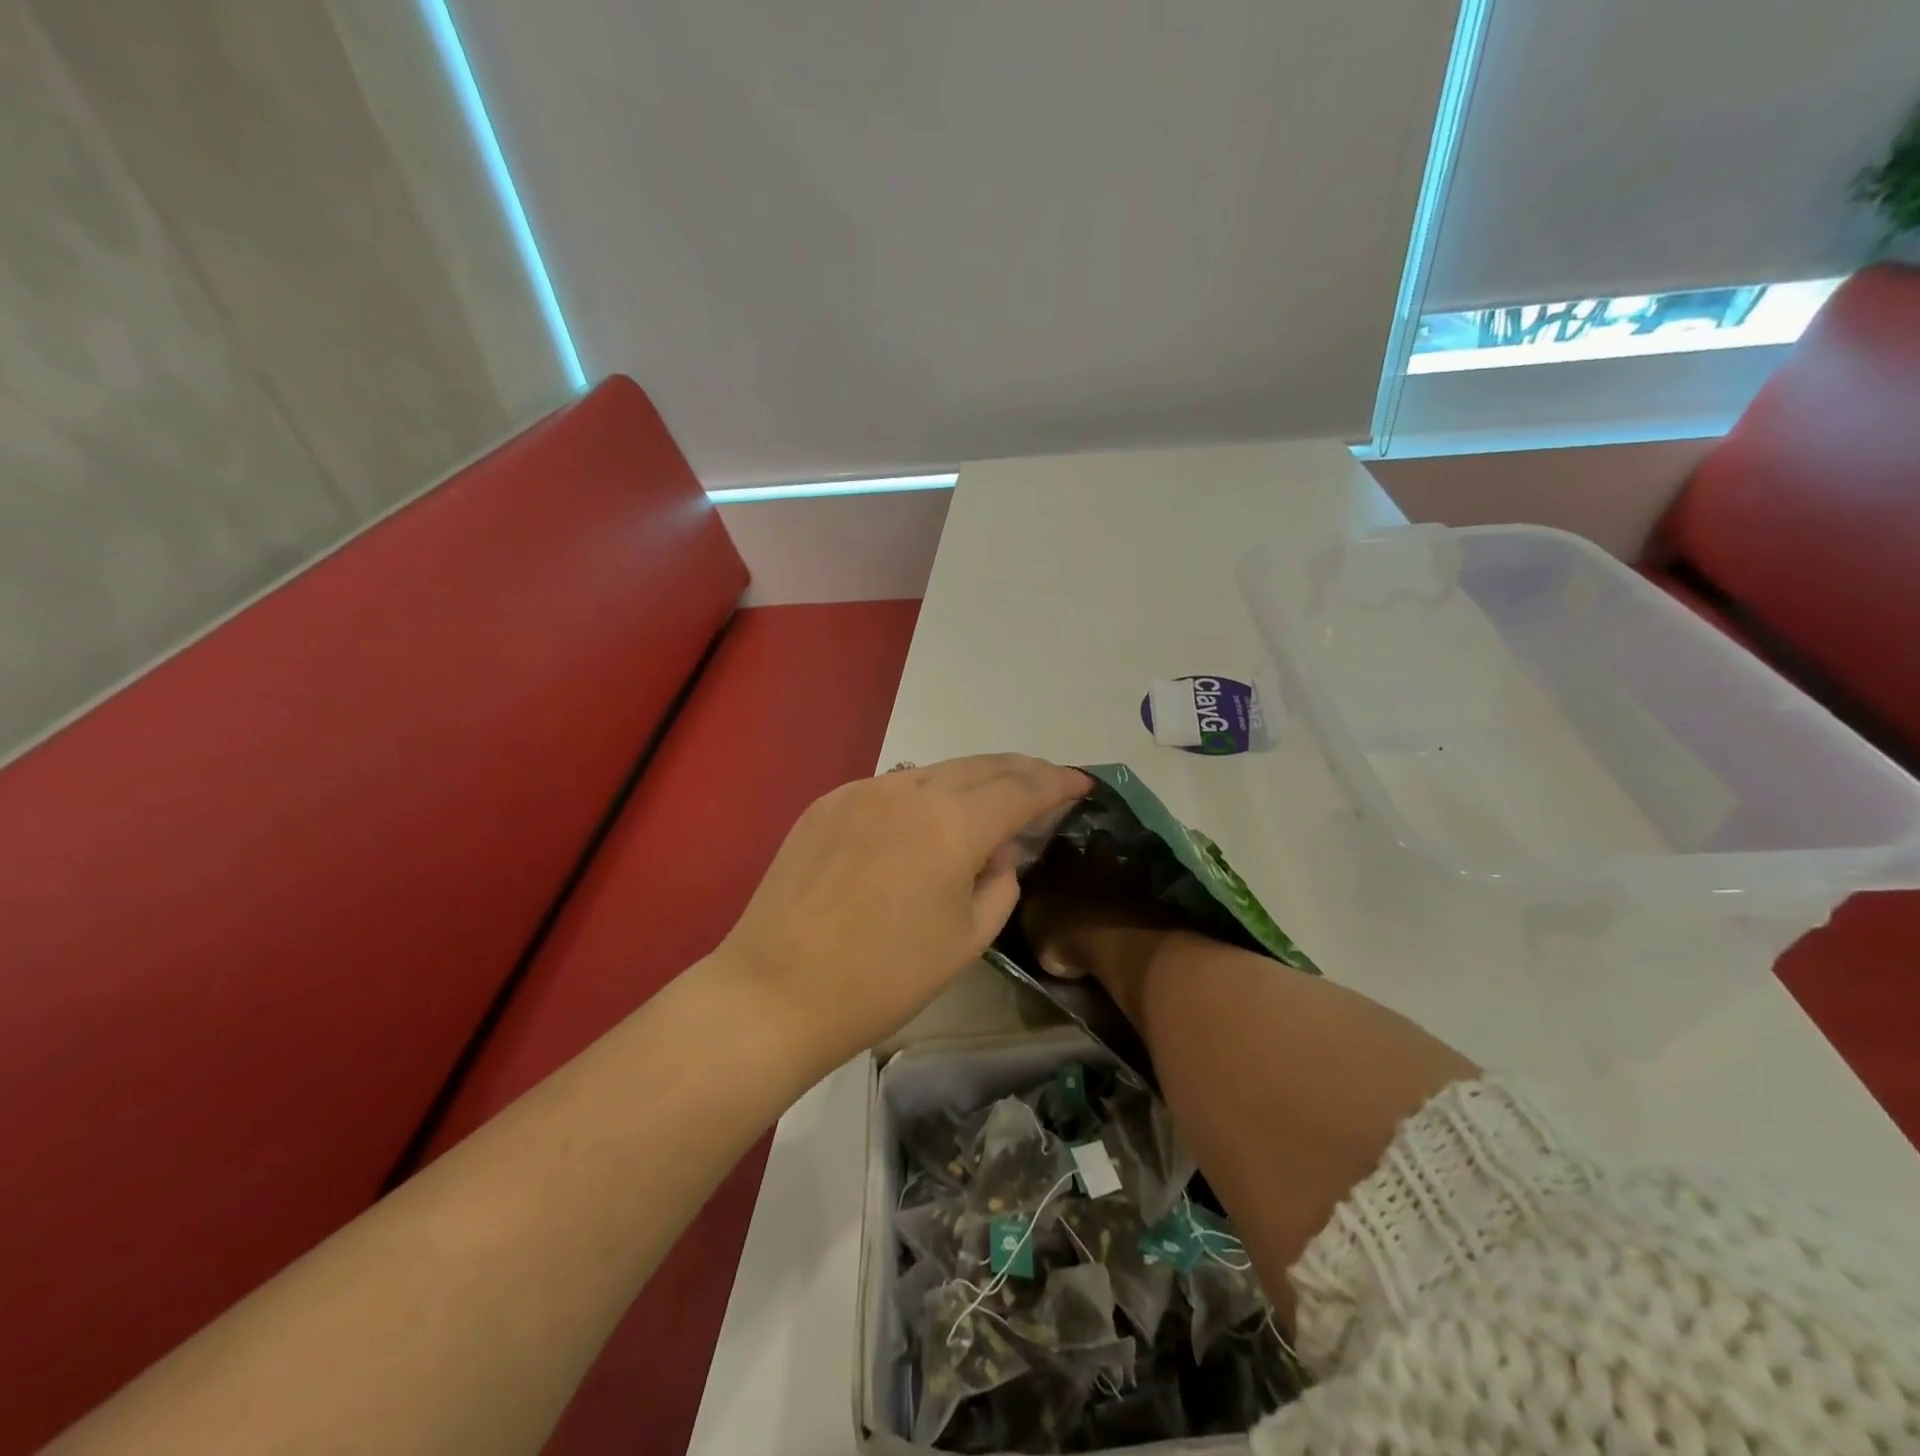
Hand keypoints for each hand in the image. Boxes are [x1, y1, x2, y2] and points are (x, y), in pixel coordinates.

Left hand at [716, 755, 1090, 1068]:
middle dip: (1021, 770)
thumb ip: (999, 884)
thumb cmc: (883, 979)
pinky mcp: (828, 802)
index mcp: (952, 824)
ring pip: (934, 771)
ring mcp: (863, 790)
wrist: (776, 991)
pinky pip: (892, 788)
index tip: (1082, 783)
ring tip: (992, 799)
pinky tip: (925, 822)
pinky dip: (923, 796)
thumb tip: (998, 851)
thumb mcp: (966, 940)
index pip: (1020, 788)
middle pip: (980, 765)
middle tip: (1047, 782)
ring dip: (971, 781)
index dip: (1057, 783)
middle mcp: (909, 790)